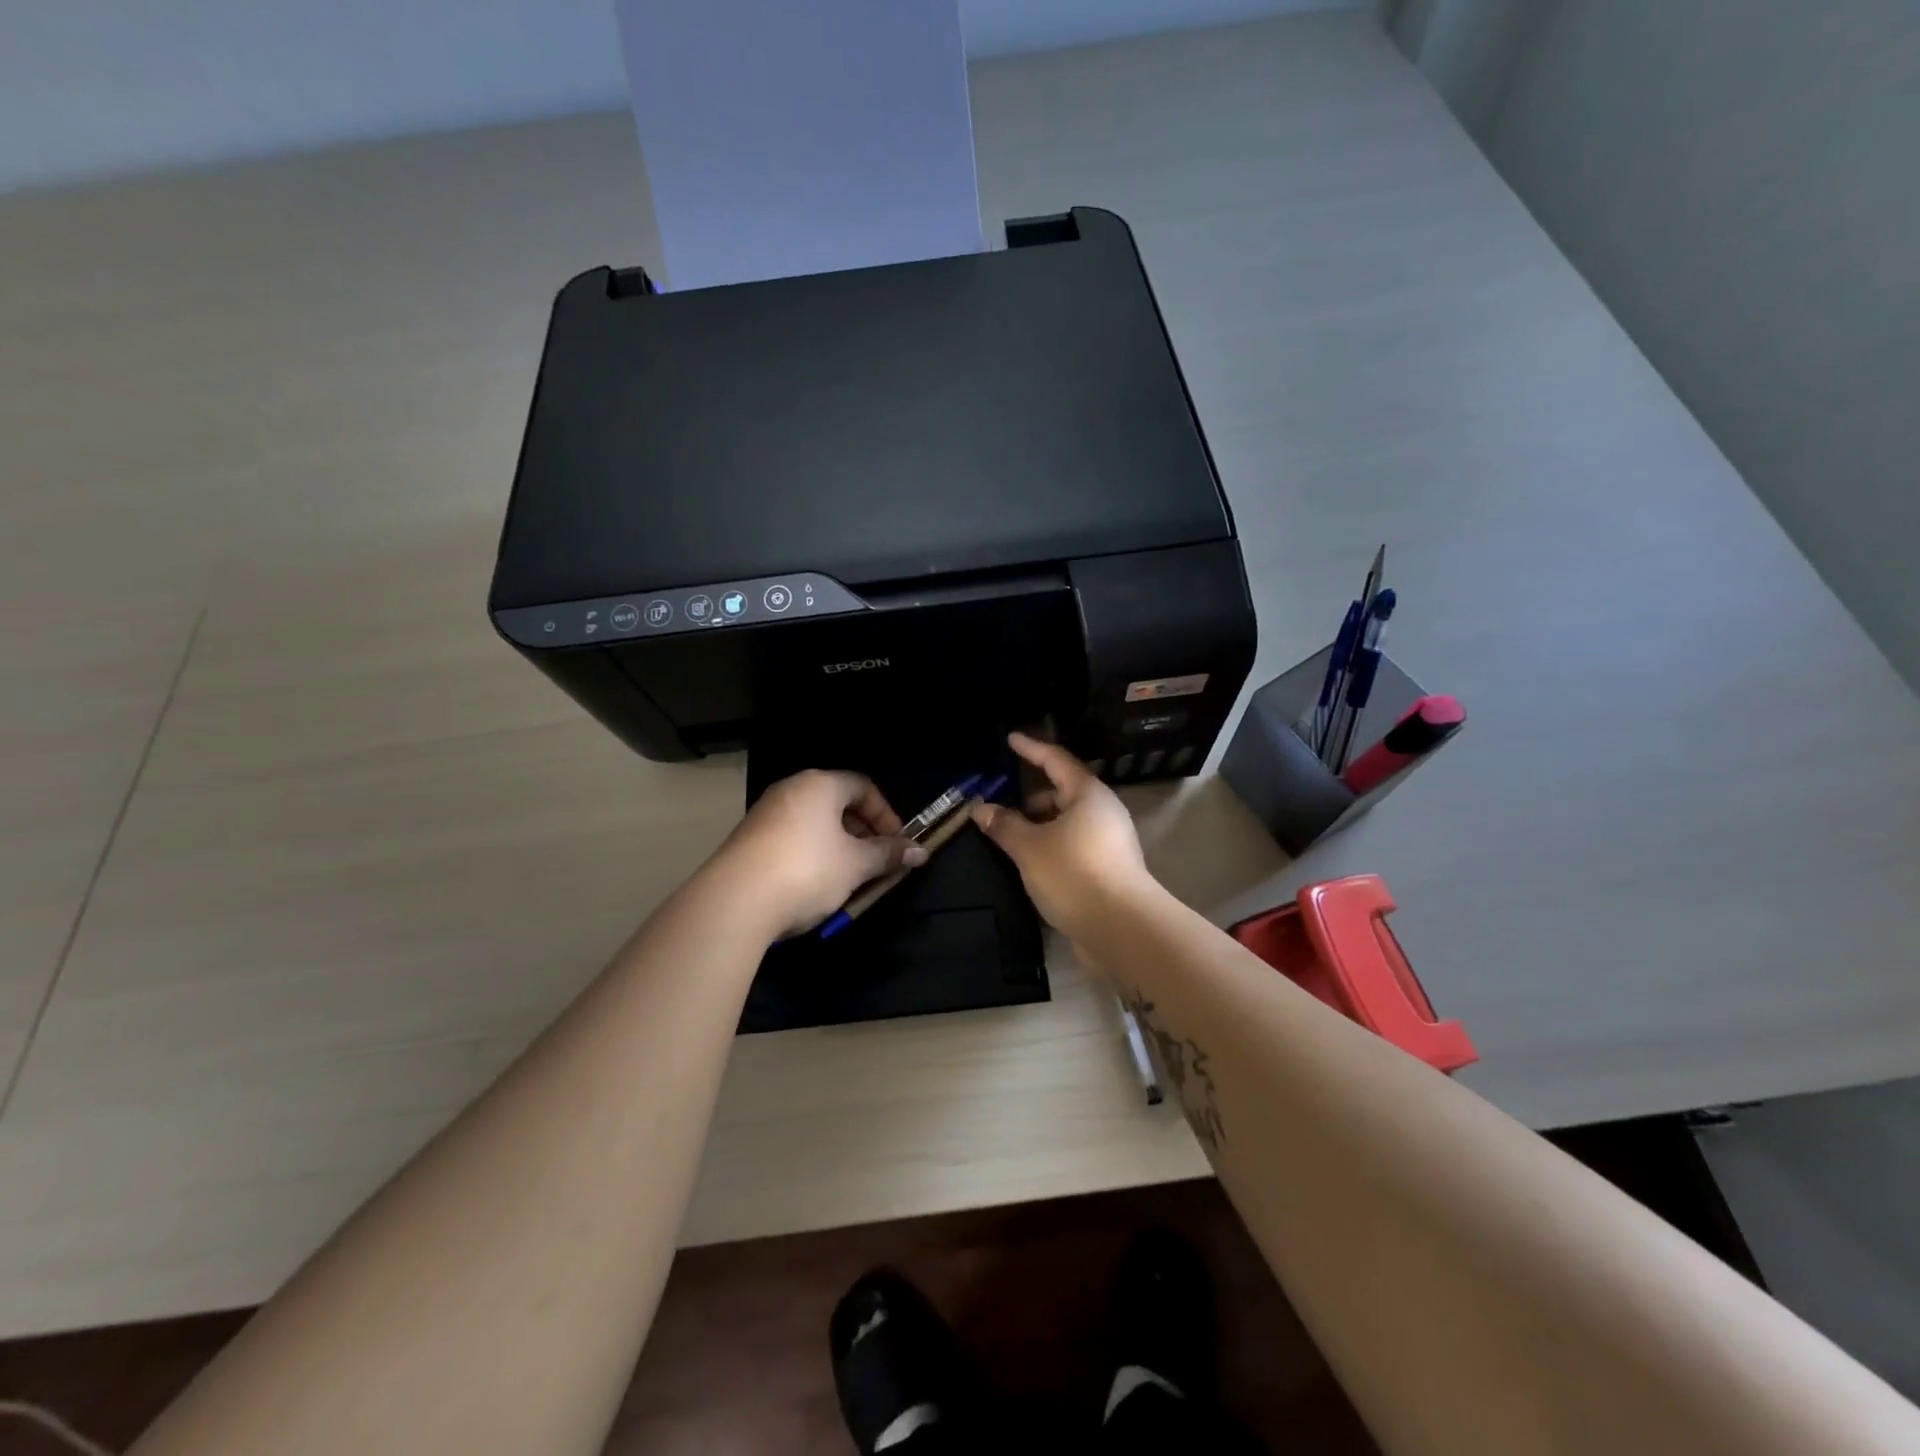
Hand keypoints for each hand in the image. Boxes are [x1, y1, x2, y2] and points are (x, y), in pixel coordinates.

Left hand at [712, 770, 926, 937]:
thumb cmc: (808, 870)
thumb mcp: (856, 864)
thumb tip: (920, 851)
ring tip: (847, 879)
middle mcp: (790, 790)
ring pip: (814, 824)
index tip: (897, 844)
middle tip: (875, 863)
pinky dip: (811, 856)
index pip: (863, 786)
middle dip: (862, 833)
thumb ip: (888, 854)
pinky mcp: (748, 841)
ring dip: (837, 848)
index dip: (886, 814)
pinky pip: (791, 840)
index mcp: (819, 784)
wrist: (735, 901)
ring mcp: (765, 814)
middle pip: (837, 804)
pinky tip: (814, 887)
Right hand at [971, 732, 1155, 942]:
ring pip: (1067, 823)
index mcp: (1089, 795)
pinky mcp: (1109, 870)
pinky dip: (1050, 847)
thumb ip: (1004, 825)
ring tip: (1010, 838)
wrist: (1122, 929)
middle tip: (1001, 804)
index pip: (1056, 760)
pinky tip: (1030, 863)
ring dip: (1040, 826)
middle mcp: (1103, 812)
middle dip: (1031, 797)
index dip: (1031, 748)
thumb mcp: (1030, 848)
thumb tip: (981, 808)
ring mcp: (1110, 842)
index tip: (1011, 739)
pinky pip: (1073, 846)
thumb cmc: (1074, 874)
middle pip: (1063, 793)